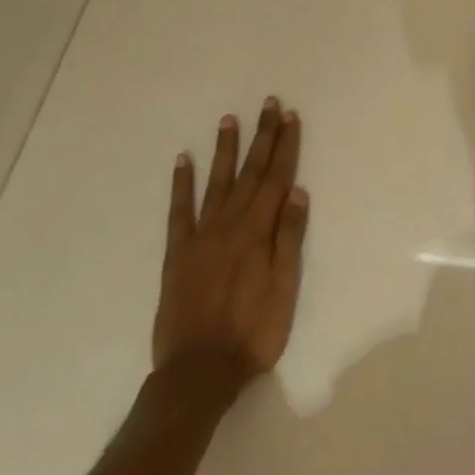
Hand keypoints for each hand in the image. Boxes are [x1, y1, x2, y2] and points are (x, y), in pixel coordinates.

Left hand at [156, 99, 308, 381]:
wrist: (198, 370)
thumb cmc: (253, 332)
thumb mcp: (284, 289)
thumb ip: (289, 238)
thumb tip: (297, 192)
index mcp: (258, 232)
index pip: (277, 179)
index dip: (285, 147)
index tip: (290, 117)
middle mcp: (229, 224)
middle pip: (250, 172)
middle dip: (262, 137)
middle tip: (269, 104)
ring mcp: (200, 235)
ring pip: (217, 182)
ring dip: (225, 150)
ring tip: (230, 119)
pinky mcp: (177, 252)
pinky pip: (179, 210)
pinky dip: (181, 184)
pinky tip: (183, 161)